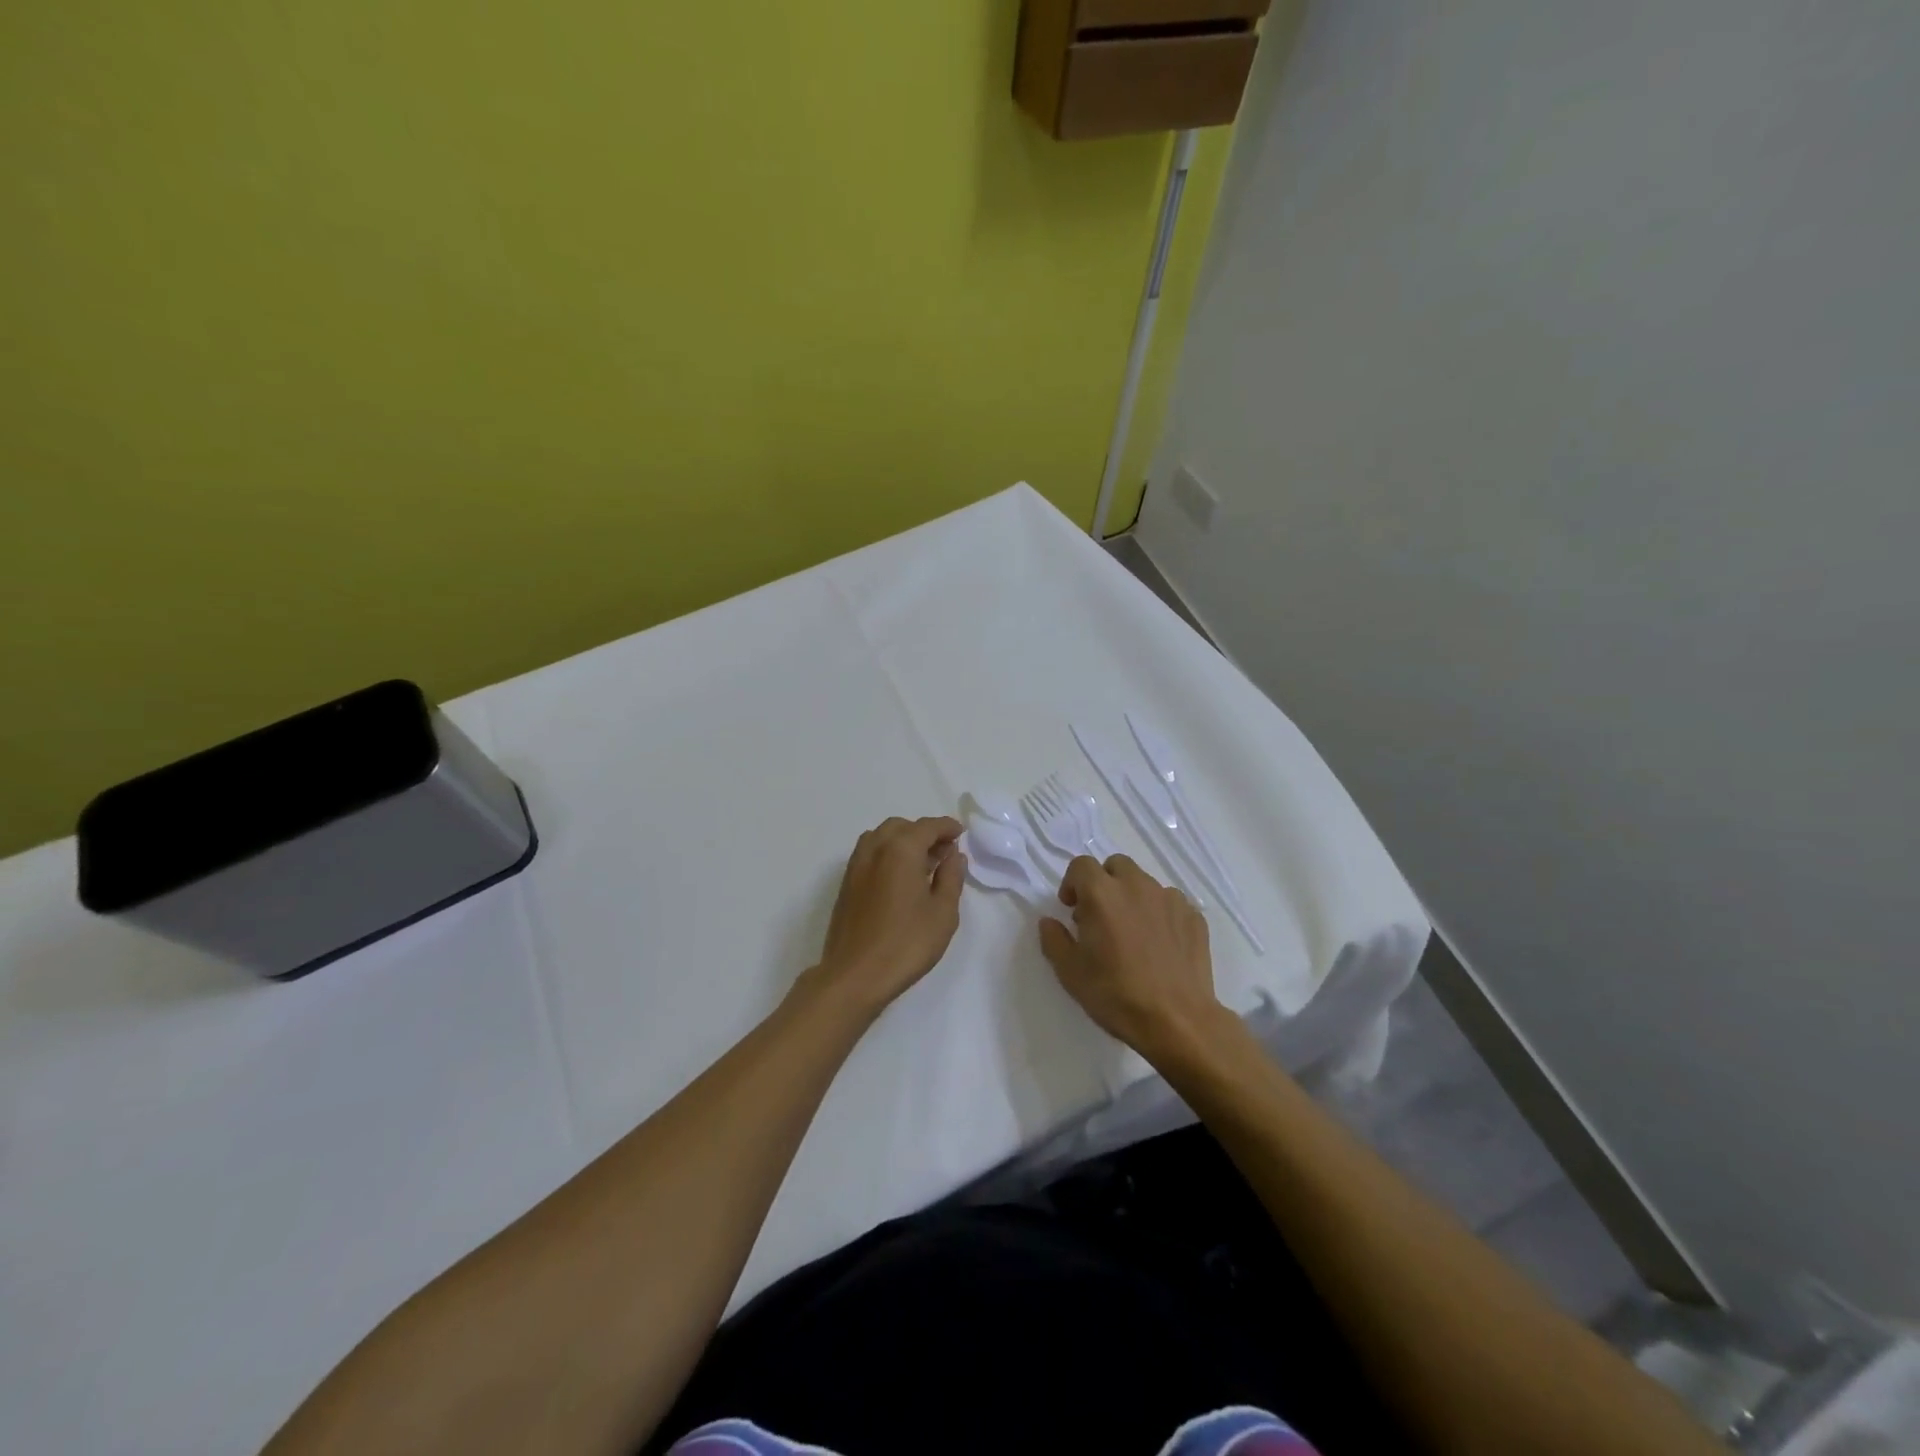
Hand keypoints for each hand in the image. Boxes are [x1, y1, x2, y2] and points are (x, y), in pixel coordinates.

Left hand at [808, 816, 965, 1015]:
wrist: (855, 975)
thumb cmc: (906, 944)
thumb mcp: (943, 912)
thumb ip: (951, 877)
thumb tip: (953, 855)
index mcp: (901, 850)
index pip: (927, 827)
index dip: (947, 827)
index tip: (960, 834)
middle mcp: (875, 849)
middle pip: (902, 827)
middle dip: (924, 833)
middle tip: (944, 852)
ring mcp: (856, 866)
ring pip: (881, 838)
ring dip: (903, 841)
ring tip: (922, 864)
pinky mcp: (846, 884)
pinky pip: (870, 854)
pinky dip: (887, 854)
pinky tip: (900, 879)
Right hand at [1038, 854, 1228, 1063]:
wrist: (1177, 1021)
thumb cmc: (1116, 994)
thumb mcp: (1070, 972)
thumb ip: (1054, 939)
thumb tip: (1050, 922)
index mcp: (1102, 893)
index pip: (1081, 865)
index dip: (1072, 883)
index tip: (1072, 909)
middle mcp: (1136, 886)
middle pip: (1116, 865)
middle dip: (1104, 883)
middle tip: (1100, 916)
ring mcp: (1170, 899)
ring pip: (1145, 883)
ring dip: (1133, 897)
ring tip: (1132, 932)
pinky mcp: (1194, 917)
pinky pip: (1170, 903)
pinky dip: (1160, 914)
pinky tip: (1160, 945)